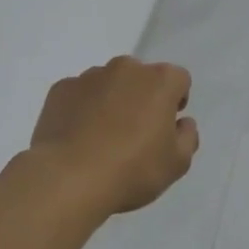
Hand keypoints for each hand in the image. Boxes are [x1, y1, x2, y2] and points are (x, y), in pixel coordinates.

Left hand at [30, 56, 198, 214]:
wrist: (69, 179)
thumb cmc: (132, 169)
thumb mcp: (177, 164)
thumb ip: (187, 137)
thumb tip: (182, 122)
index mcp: (160, 80)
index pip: (178, 80)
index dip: (175, 101)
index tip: (166, 126)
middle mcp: (125, 68)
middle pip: (141, 77)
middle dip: (141, 97)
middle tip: (135, 133)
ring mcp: (89, 76)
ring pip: (108, 84)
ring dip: (111, 101)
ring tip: (101, 138)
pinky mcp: (60, 89)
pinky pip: (78, 95)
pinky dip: (81, 109)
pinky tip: (77, 138)